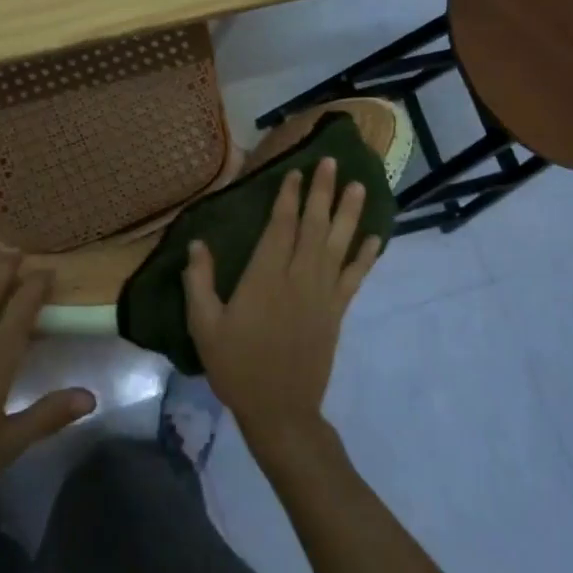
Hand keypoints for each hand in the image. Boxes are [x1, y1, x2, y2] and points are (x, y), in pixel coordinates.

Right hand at [183, 157, 381, 449]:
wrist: (280, 411)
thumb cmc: (237, 366)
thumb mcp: (204, 326)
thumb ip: (199, 282)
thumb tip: (197, 243)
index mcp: (265, 278)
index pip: (281, 227)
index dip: (288, 198)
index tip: (295, 172)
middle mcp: (299, 278)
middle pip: (314, 226)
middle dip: (323, 192)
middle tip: (332, 162)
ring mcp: (323, 295)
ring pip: (338, 245)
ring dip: (350, 214)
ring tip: (360, 185)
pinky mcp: (336, 312)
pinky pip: (354, 278)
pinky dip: (365, 257)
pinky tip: (374, 238)